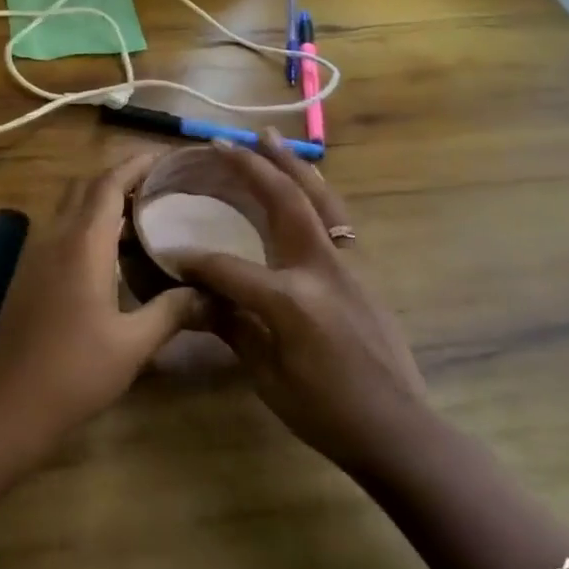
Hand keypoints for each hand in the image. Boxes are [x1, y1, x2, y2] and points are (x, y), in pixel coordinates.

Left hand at [0, 154, 201, 453]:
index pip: (107, 184)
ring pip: (69, 207)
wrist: (9, 407)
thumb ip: (172, 310)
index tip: (165, 157)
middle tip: (159, 185)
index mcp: (81, 244)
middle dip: (119, 177)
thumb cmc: (74, 372)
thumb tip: (212, 293)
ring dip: (100, 200)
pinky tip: (112, 253)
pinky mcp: (28, 275)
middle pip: (84, 187)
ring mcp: (35, 255)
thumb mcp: (133, 344)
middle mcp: (54, 238)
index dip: (135, 164)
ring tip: (142, 213)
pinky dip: (87, 224)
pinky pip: (60, 230)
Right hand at [169, 132, 428, 471]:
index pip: (228, 267)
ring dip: (291, 166)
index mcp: (290, 298)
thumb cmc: (326, 412)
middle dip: (253, 168)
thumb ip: (231, 325)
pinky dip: (314, 192)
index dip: (195, 262)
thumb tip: (195, 297)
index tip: (170, 255)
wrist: (399, 430)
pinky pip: (335, 218)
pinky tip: (302, 187)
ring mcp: (348, 265)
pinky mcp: (362, 272)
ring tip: (271, 138)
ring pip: (319, 199)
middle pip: (284, 202)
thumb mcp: (267, 375)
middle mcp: (321, 268)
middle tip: (227, 142)